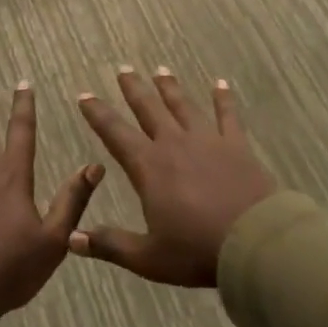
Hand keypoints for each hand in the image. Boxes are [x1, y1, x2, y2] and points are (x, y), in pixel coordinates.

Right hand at [71, 67, 276, 286]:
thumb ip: (110, 245)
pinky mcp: (237, 146)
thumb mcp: (148, 257)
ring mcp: (207, 141)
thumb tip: (72, 240)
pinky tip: (221, 83)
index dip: (98, 114)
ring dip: (170, 87)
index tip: (85, 96)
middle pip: (149, 109)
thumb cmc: (197, 251)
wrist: (255, 243)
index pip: (115, 134)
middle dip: (134, 88)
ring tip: (161, 70)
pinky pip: (228, 115)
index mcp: (149, 167)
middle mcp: (174, 144)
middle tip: (123, 69)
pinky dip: (223, 98)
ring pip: (183, 105)